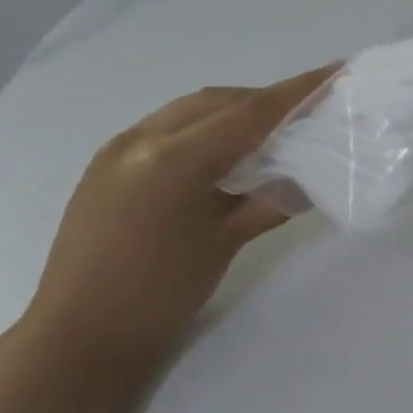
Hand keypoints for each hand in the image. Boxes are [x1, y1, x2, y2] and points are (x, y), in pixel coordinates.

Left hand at [20, 64, 339, 376]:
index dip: (299, 90)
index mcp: (175, 159)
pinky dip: (204, 126)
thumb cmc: (160, 296)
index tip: (336, 71)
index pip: (252, 112)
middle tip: (307, 111)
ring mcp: (119, 148)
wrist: (76, 342)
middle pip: (220, 101)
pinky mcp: (107, 163)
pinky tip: (223, 151)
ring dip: (234, 111)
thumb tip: (310, 176)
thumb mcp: (227, 242)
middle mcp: (143, 139)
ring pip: (192, 109)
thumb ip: (272, 198)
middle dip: (267, 100)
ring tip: (270, 131)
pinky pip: (167, 126)